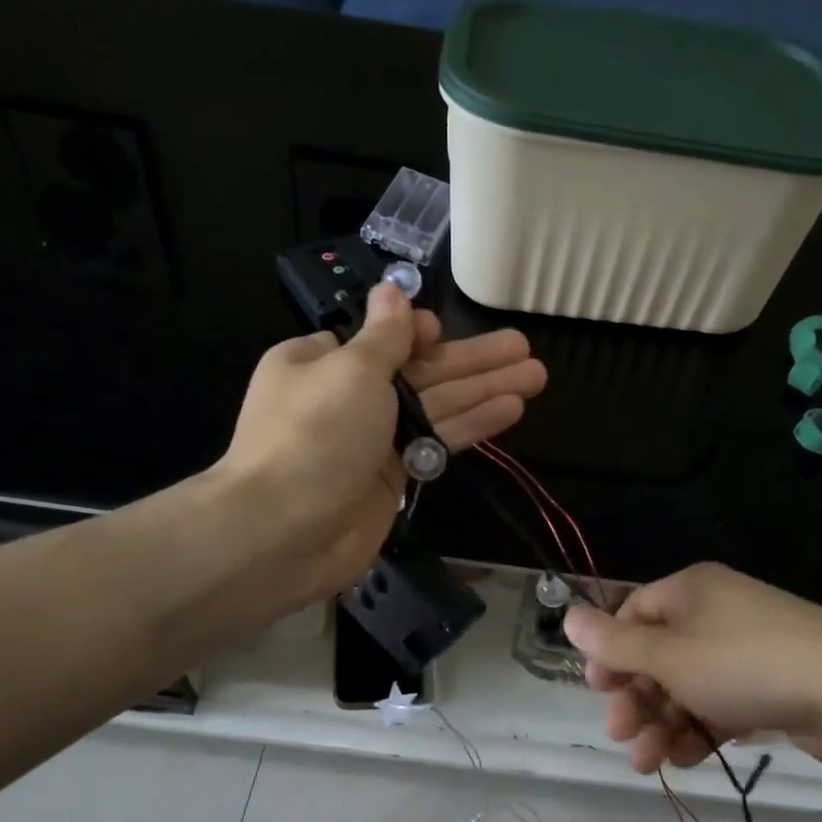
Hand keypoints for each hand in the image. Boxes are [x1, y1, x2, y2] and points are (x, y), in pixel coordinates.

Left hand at [213, 282, 545, 607]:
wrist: (286, 531)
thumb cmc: (315, 434)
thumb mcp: (350, 369)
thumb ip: (384, 335)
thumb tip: (393, 290)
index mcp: (320, 362)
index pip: (378, 340)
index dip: (418, 334)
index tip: (444, 331)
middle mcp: (346, 397)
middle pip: (419, 371)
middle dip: (472, 360)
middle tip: (525, 347)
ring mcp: (371, 440)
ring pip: (437, 407)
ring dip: (485, 390)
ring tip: (535, 376)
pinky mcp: (393, 476)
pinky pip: (437, 441)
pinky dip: (470, 425)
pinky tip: (511, 410)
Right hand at [562, 563, 821, 772]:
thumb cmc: (744, 664)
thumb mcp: (670, 656)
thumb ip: (615, 644)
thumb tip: (568, 616)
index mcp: (692, 590)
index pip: (634, 612)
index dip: (610, 652)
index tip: (598, 690)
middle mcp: (717, 612)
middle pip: (659, 654)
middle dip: (636, 699)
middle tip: (620, 735)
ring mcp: (747, 648)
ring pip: (689, 685)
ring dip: (662, 723)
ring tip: (648, 765)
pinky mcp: (772, 683)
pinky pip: (721, 702)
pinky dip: (699, 730)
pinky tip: (685, 761)